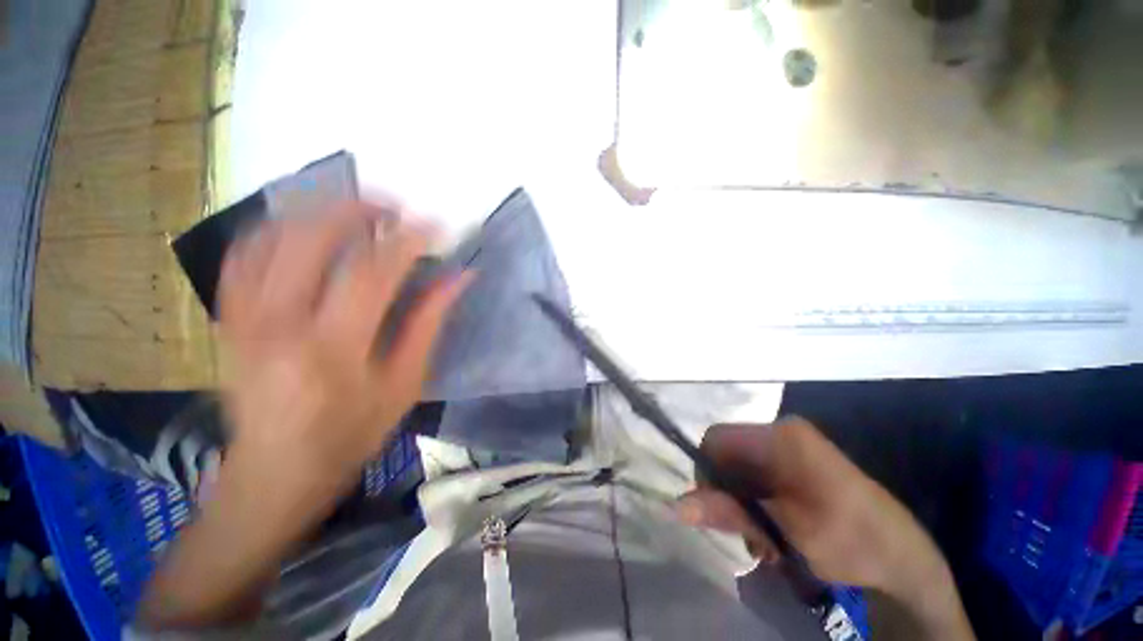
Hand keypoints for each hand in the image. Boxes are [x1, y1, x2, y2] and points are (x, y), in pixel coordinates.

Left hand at [139, 202, 469, 628]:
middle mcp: (280, 323)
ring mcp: (244, 317)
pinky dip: (276, 229)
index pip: (375, 270)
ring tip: (356, 209)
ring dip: (318, 210)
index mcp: (334, 348)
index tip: (435, 225)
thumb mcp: (405, 384)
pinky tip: (303, 227)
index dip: (409, 239)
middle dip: (359, 209)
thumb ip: (429, 323)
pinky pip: (242, 255)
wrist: (274, 472)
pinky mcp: (229, 318)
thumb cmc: (351, 434)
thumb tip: (459, 278)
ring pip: (273, 235)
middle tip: (394, 207)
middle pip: (313, 237)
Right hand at [677, 418, 973, 639]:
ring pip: (739, 470)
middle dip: (728, 495)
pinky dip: (755, 506)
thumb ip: (729, 513)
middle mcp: (780, 432)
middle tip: (749, 534)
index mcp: (781, 435)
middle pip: (726, 455)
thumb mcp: (783, 532)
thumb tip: (676, 504)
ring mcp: (789, 448)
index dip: (708, 473)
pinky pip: (756, 478)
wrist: (903, 562)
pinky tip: (774, 534)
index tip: (719, 512)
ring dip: (742, 506)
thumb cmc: (849, 541)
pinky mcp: (795, 465)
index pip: (715, 440)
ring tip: (766, 541)